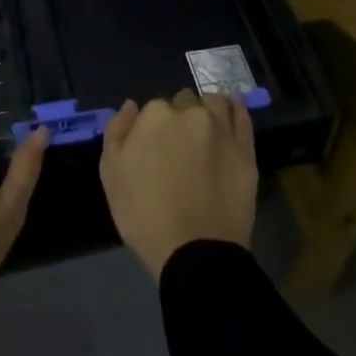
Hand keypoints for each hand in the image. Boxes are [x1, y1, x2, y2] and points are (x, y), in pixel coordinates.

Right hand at [100, 89, 258, 279]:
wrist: (193, 253)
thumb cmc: (143, 214)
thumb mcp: (110, 173)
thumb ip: (117, 130)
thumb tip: (131, 105)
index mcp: (156, 115)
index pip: (155, 107)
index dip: (153, 128)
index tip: (154, 148)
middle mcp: (190, 112)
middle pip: (184, 102)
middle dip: (180, 116)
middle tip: (178, 146)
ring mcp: (221, 129)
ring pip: (213, 102)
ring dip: (206, 109)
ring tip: (204, 130)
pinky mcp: (245, 149)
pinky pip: (242, 116)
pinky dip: (235, 108)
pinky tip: (230, 110)